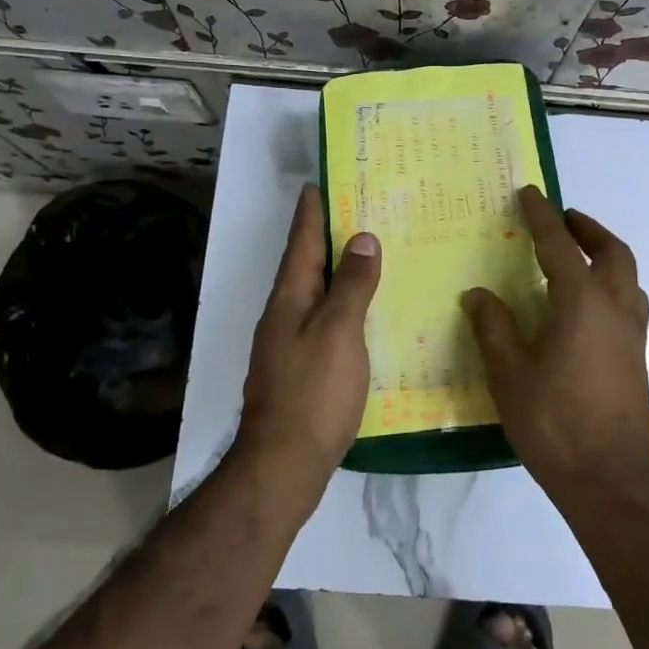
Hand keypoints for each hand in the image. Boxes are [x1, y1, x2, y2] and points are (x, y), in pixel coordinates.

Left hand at [236, 185, 381, 491]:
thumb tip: (362, 238)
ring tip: (365, 253)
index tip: (318, 183)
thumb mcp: (338, 332)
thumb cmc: (313, 392)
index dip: (311, 212)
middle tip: (356, 210)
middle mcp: (284, 314)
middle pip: (306, 264)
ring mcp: (289, 343)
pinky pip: (323, 320)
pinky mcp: (301, 367)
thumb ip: (351, 286)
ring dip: (336, 270)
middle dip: (325, 236)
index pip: (302, 242)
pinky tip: (363, 311)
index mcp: (289, 298)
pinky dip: (342, 304)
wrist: (283, 465)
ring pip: (315, 293)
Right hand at [462, 186, 648, 510]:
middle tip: (563, 218)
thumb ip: (494, 327)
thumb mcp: (510, 374)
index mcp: (583, 302)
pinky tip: (586, 306)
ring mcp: (632, 334)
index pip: (559, 245)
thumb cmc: (555, 423)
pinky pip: (628, 301)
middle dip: (587, 228)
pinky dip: (611, 284)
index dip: (542, 216)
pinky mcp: (638, 358)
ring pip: (627, 276)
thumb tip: (478, 294)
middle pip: (612, 251)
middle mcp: (615, 308)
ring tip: (576, 255)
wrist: (610, 481)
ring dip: (605, 254)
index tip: (529, 193)